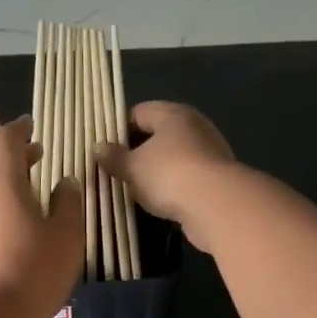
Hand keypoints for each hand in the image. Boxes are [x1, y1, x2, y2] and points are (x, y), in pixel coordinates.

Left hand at [0, 117, 82, 317]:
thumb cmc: (31, 270)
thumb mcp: (66, 235)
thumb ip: (68, 203)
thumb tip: (65, 181)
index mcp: (0, 180)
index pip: (5, 141)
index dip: (19, 130)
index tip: (31, 125)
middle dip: (10, 153)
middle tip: (34, 155)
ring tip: (22, 187)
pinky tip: (5, 220)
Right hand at [97, 101, 239, 250]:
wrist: (217, 205)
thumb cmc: (169, 175)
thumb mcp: (132, 167)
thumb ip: (114, 157)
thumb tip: (97, 147)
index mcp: (172, 114)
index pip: (139, 112)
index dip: (118, 129)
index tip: (105, 150)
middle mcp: (194, 125)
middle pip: (158, 133)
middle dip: (137, 150)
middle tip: (117, 169)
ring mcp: (210, 150)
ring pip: (174, 155)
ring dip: (157, 169)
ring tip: (136, 187)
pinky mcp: (219, 175)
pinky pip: (188, 174)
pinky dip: (174, 183)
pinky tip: (162, 199)